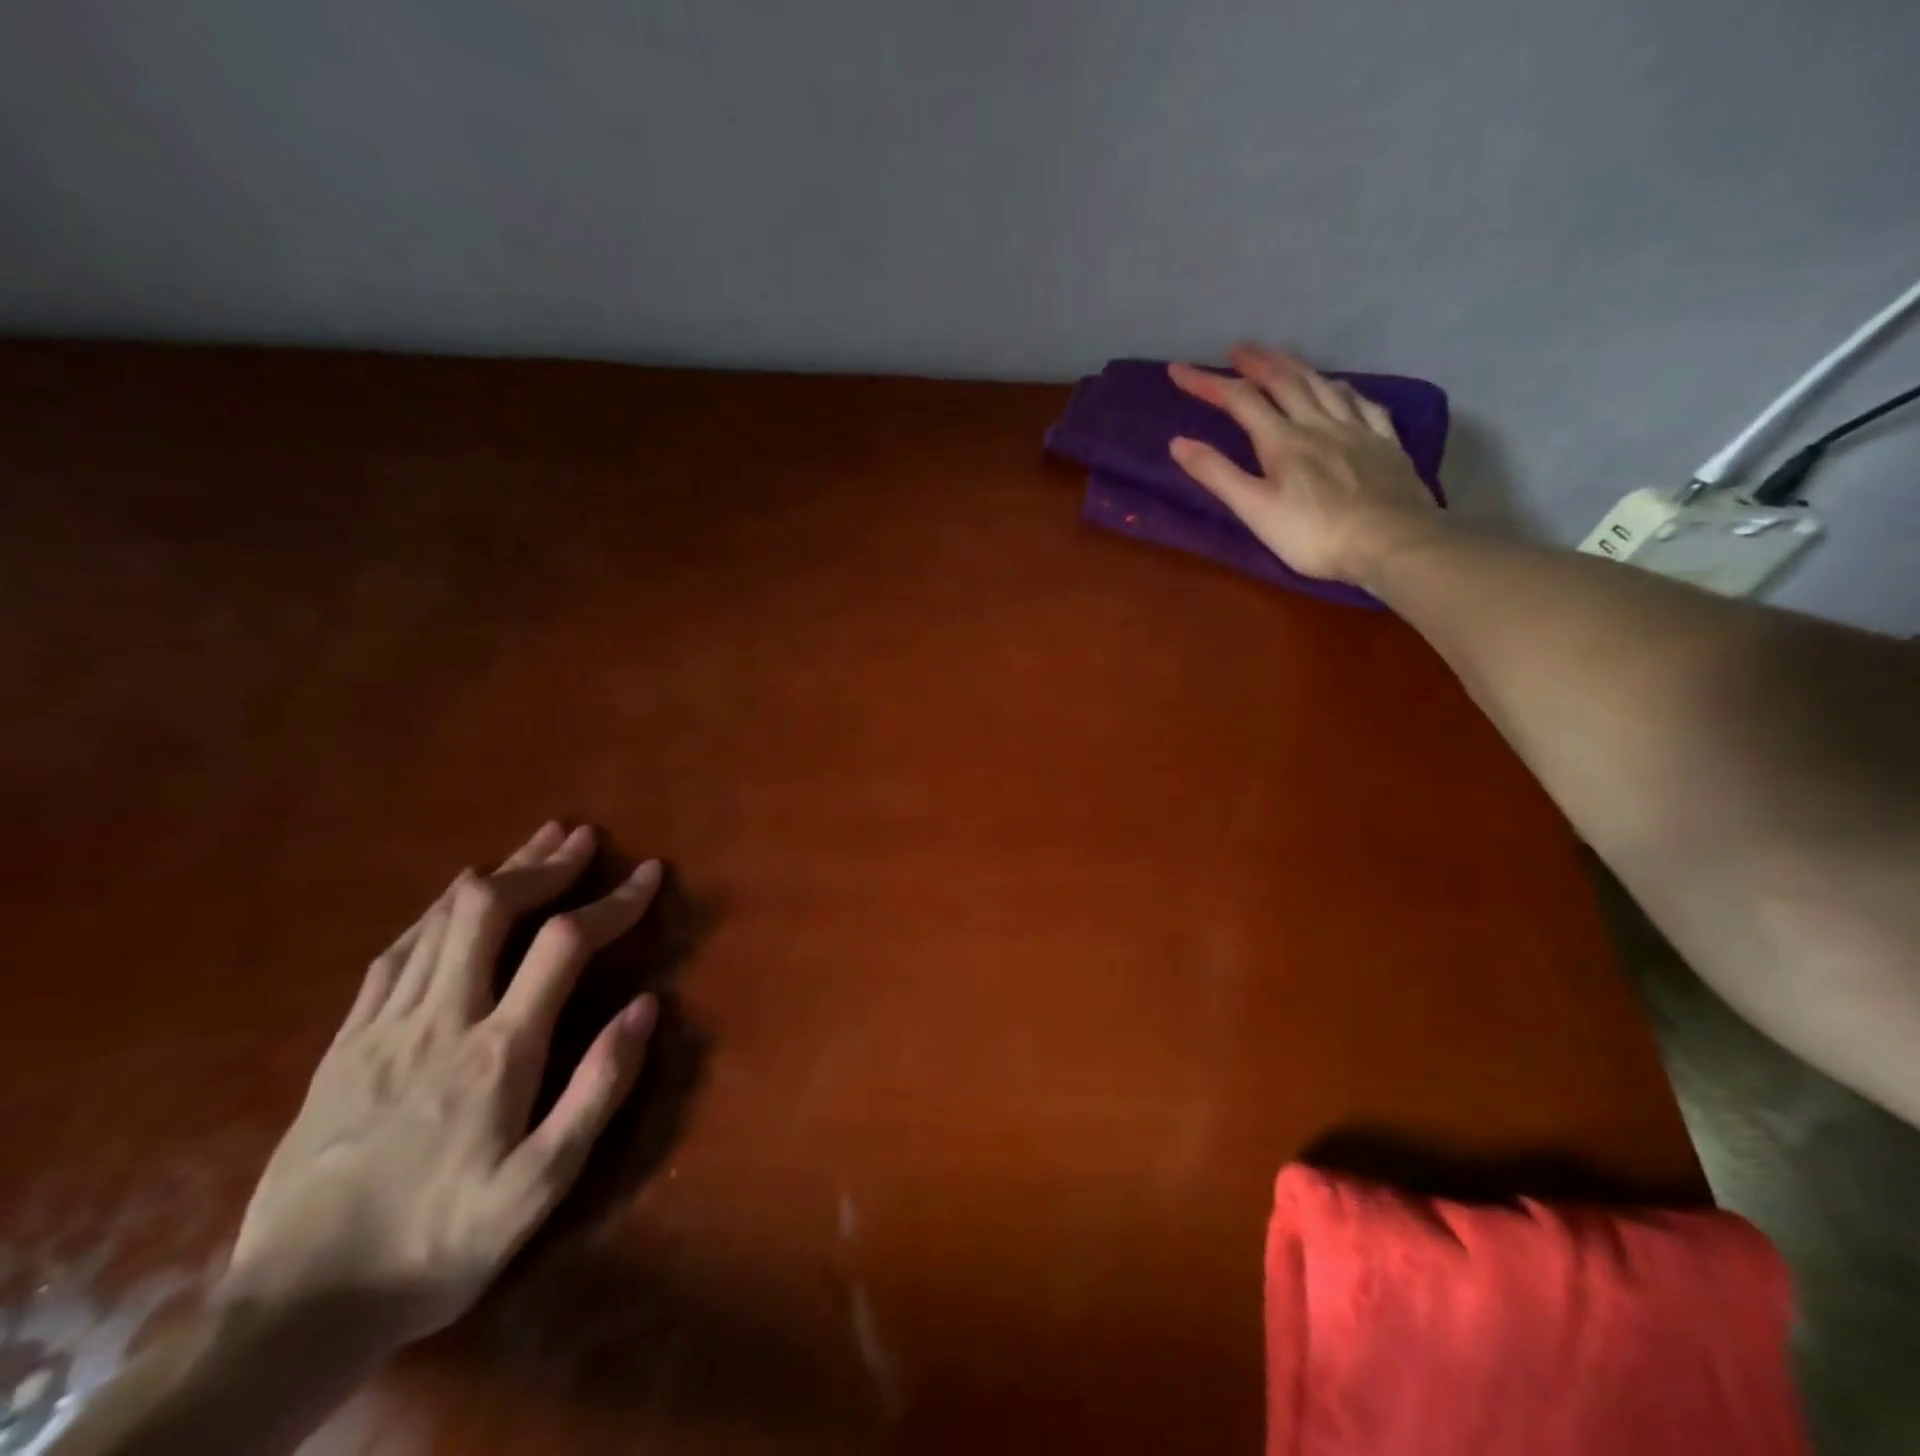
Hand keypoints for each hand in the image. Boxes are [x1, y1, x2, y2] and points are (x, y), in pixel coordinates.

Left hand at [218, 822, 660, 1352]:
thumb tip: (647, 1005)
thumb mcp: (542, 1186)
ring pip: (441, 920)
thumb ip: (600, 1089)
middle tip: (581, 838)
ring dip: (495, 874)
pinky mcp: (343, 1045)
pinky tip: (452, 901)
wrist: (297, 1312)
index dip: (613, 899)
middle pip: (490, 909)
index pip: (565, 944)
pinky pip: (394, 954)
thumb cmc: (440, 1243)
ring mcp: (382, 1027)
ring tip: (533, 846)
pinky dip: (435, 913)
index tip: (649, 873)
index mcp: (498, 1051)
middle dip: (543, 864)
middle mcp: (440, 1019)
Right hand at [1168, 344, 1442, 586]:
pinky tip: (1340, 388)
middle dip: (1256, 362)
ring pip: (1323, 385)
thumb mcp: (1254, 510)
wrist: (1391, 542)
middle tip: (1237, 349)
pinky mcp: (1385, 443)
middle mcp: (1318, 423)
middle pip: (1285, 381)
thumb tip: (1178, 442)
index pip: (1239, 400)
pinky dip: (1343, 389)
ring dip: (1297, 366)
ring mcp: (1356, 429)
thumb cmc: (1313, 534)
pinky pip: (1363, 404)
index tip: (1179, 370)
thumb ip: (1217, 475)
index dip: (1207, 382)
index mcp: (1282, 440)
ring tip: (1281, 358)